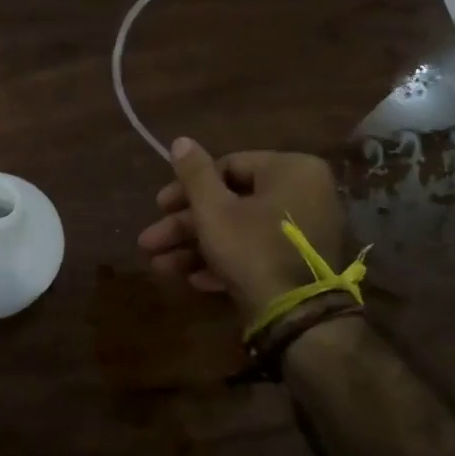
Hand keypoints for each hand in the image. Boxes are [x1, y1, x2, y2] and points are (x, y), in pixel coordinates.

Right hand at [137, 138, 346, 326]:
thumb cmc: (251, 249)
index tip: (159, 206)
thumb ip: (194, 173)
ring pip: (238, 230)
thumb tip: (181, 140)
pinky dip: (225, 262)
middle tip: (150, 242)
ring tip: (161, 267)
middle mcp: (304, 194)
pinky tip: (195, 280)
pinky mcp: (299, 263)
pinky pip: (256, 252)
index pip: (228, 167)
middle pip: (231, 202)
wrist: (295, 315)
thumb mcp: (213, 209)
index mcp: (291, 170)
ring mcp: (304, 231)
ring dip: (196, 247)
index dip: (187, 187)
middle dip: (185, 226)